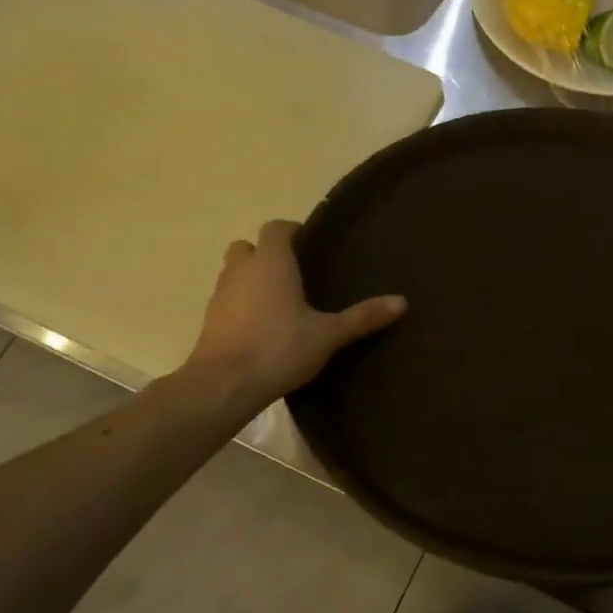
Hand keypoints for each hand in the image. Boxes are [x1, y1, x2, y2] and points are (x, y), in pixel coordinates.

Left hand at [181, 221, 405, 404]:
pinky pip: (228, 300)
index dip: (293, 232)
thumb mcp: (329, 334)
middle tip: (295, 274)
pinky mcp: (210, 320)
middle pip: (249, 247)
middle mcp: (241, 270)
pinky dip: (242, 304)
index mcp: (271, 262)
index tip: (312, 246)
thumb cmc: (279, 348)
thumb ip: (363, 316)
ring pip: (235, 273)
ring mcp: (220, 294)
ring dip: (252, 279)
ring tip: (281, 302)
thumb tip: (402, 302)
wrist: (224, 385)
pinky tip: (263, 327)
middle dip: (268, 254)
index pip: (277, 228)